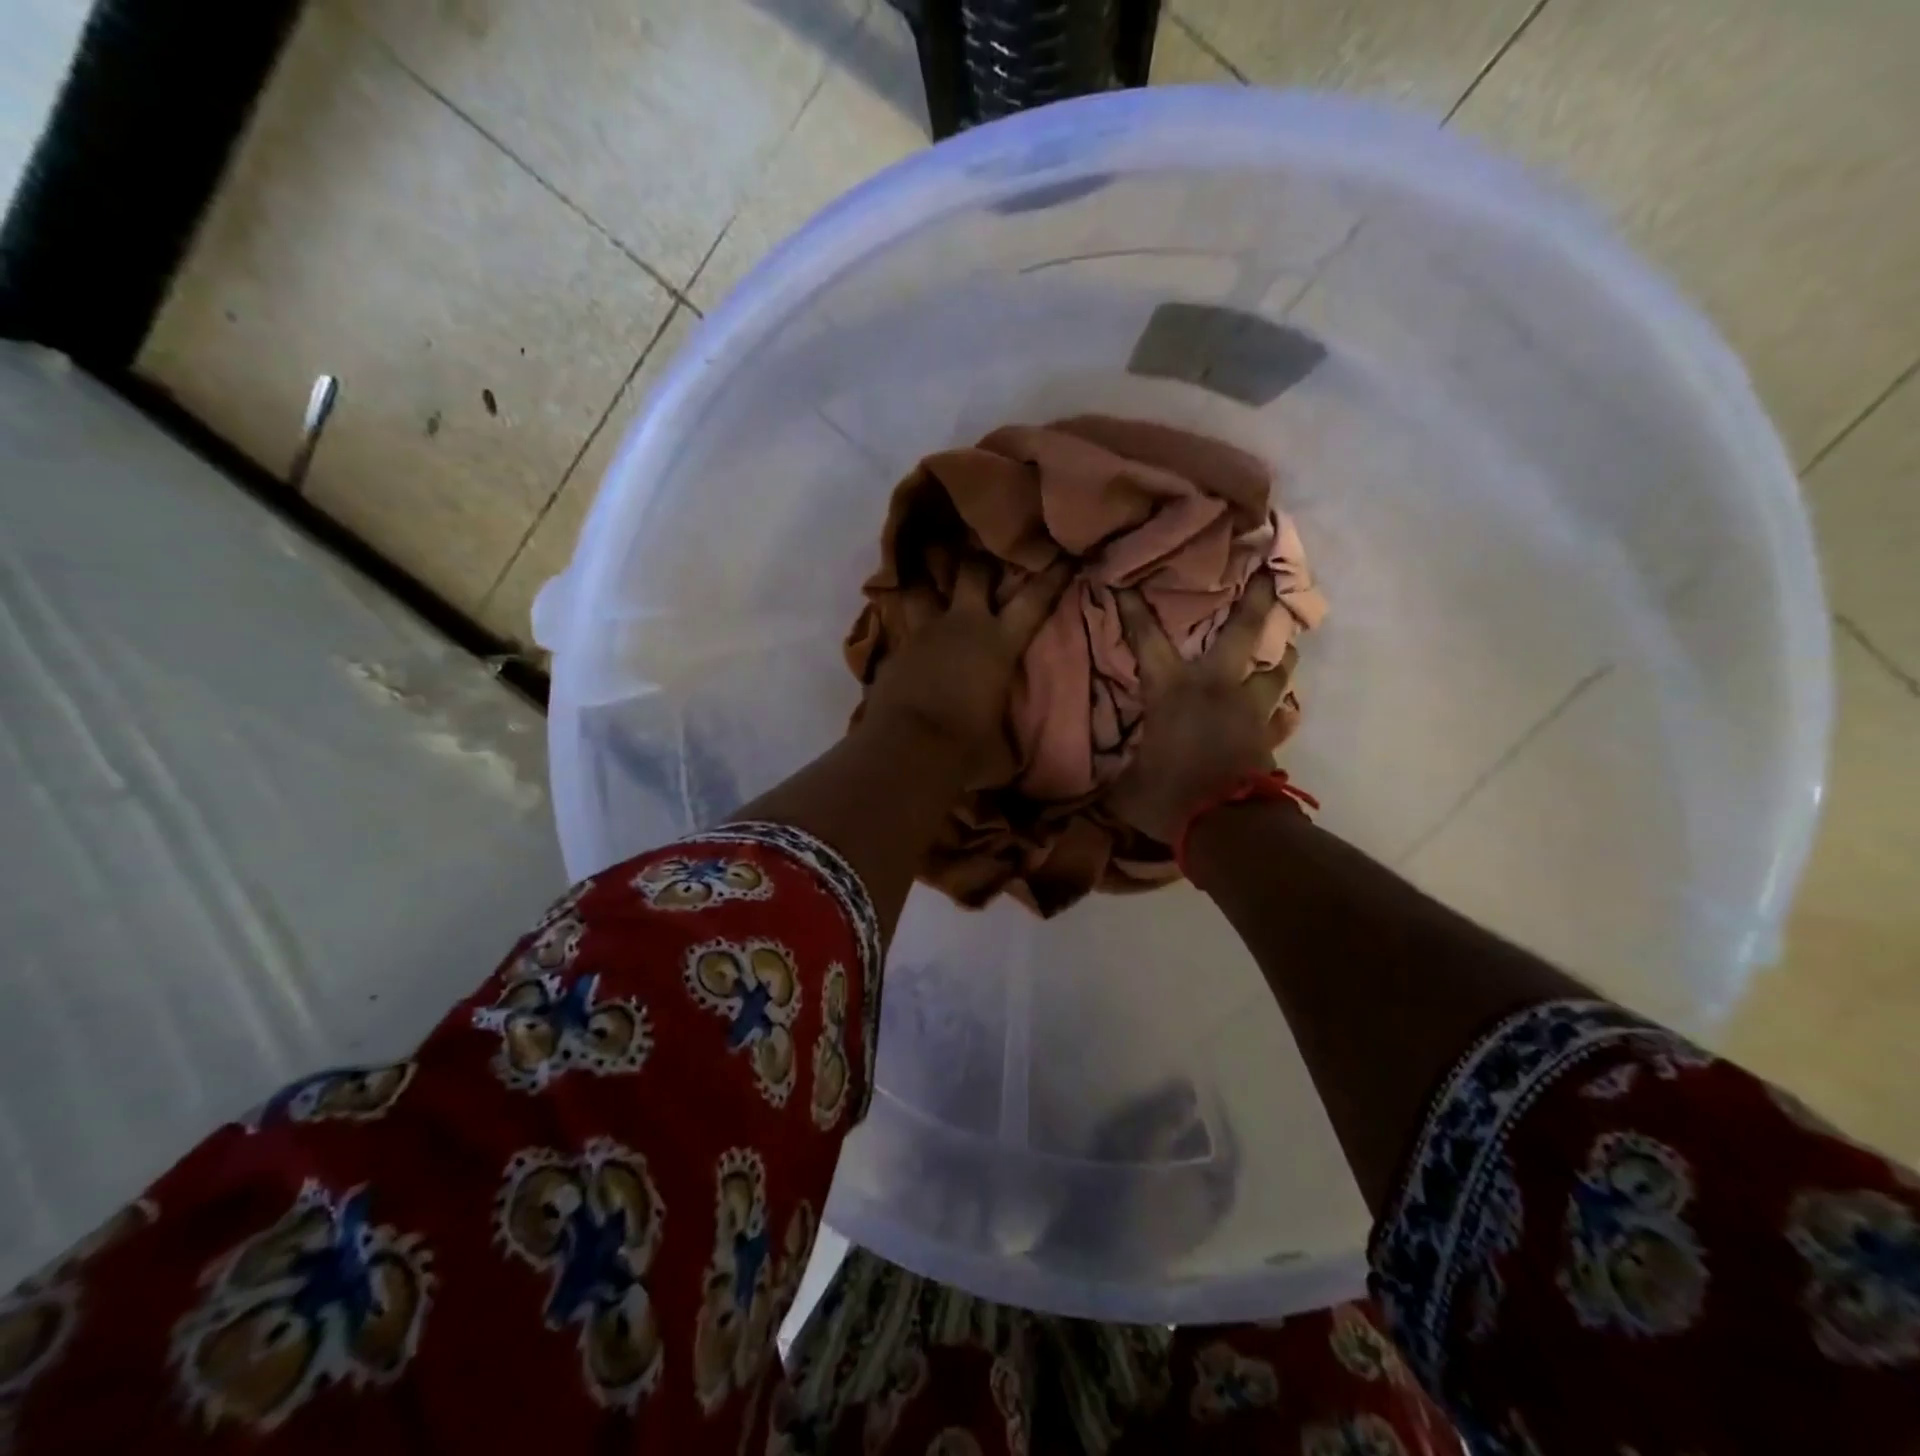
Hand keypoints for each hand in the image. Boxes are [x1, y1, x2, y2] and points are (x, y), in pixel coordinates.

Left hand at [865, 558, 1072, 787]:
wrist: (906, 751)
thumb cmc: (966, 749)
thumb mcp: (1002, 751)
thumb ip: (1009, 740)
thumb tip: (1015, 752)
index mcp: (999, 644)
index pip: (1033, 601)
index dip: (1052, 577)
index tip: (1063, 556)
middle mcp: (962, 626)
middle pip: (973, 572)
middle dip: (981, 560)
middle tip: (982, 549)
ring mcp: (923, 634)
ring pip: (923, 589)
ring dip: (928, 582)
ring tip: (927, 572)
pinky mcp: (894, 650)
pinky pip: (902, 626)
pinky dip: (906, 625)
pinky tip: (905, 629)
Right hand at [1106, 575, 1295, 843]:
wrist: (1228, 827)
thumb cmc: (1171, 797)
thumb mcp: (1125, 788)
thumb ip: (1112, 773)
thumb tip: (1088, 780)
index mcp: (1173, 690)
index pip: (1148, 640)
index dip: (1135, 610)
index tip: (1127, 582)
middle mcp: (1217, 687)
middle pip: (1245, 632)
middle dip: (1256, 599)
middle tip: (1268, 573)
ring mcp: (1251, 709)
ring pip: (1277, 668)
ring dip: (1282, 654)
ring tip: (1285, 646)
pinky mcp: (1272, 735)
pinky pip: (1282, 713)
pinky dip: (1281, 708)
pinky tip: (1282, 708)